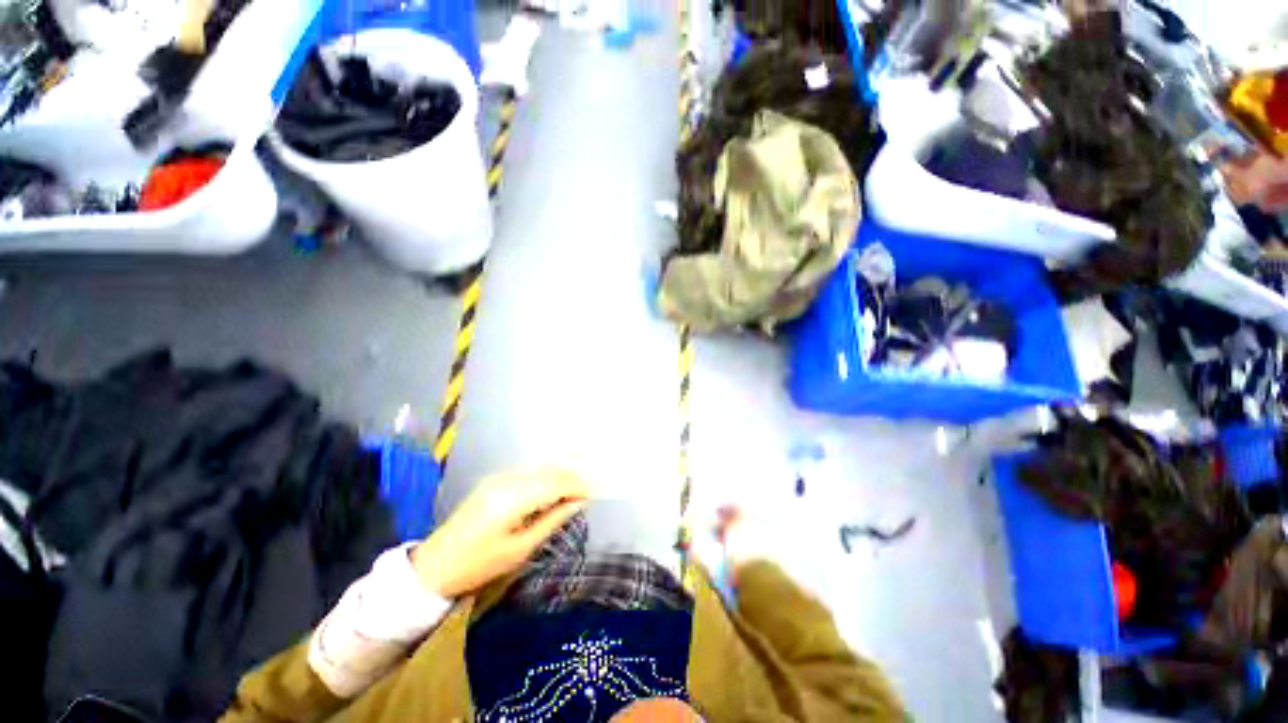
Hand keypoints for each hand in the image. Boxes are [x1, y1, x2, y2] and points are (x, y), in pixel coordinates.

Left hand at [411, 469, 589, 597]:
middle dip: (574, 476)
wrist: (435, 565)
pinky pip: (530, 471)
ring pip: (541, 467)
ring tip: (579, 485)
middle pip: (550, 470)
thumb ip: (552, 520)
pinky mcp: (495, 480)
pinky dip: (548, 474)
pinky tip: (557, 483)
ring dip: (562, 473)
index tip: (597, 492)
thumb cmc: (479, 565)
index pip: (556, 483)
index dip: (579, 485)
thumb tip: (578, 502)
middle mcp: (507, 480)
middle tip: (592, 488)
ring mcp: (500, 477)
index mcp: (512, 499)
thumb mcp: (520, 549)